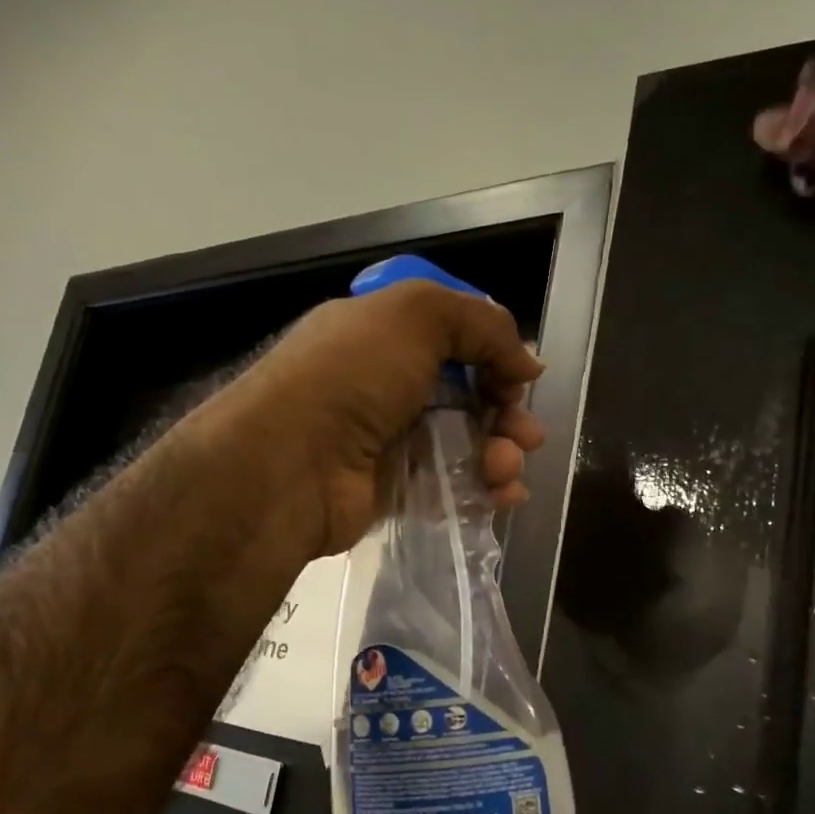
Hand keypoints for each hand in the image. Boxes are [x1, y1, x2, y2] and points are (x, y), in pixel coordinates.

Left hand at [217, 280, 545, 556]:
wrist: (287, 466)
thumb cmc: (351, 377)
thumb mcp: (417, 316)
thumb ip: (482, 325)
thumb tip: (527, 363)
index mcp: (383, 336)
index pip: (453, 340)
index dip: (492, 356)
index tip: (517, 377)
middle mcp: (384, 386)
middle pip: (467, 397)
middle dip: (506, 413)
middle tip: (526, 434)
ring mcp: (387, 442)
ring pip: (464, 445)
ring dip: (499, 455)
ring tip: (506, 467)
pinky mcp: (392, 492)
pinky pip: (449, 488)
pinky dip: (482, 492)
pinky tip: (503, 498)